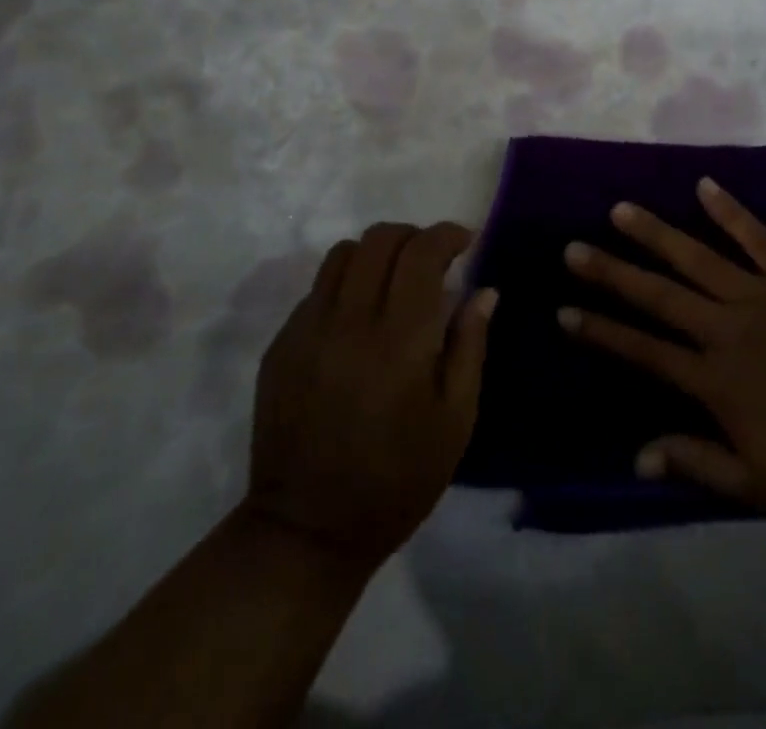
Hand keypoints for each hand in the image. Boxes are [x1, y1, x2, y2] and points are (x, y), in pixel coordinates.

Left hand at [242, 222, 495, 573]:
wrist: (308, 532)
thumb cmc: (398, 479)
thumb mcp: (455, 420)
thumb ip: (470, 345)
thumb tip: (484, 290)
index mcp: (400, 339)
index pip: (421, 252)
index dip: (447, 234)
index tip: (465, 241)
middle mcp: (349, 321)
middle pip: (380, 239)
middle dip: (414, 235)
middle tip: (432, 259)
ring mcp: (308, 330)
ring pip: (343, 253)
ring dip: (376, 253)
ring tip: (393, 279)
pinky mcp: (281, 345)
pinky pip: (317, 288)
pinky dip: (346, 283)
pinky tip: (358, 317)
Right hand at [560, 179, 765, 527]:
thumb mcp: (759, 485)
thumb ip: (697, 463)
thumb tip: (638, 455)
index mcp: (716, 380)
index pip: (644, 351)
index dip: (601, 331)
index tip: (564, 311)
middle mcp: (728, 328)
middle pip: (659, 295)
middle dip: (612, 272)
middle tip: (573, 248)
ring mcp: (763, 295)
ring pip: (697, 257)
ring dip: (656, 233)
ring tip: (620, 210)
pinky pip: (757, 237)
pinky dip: (730, 210)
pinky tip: (704, 185)